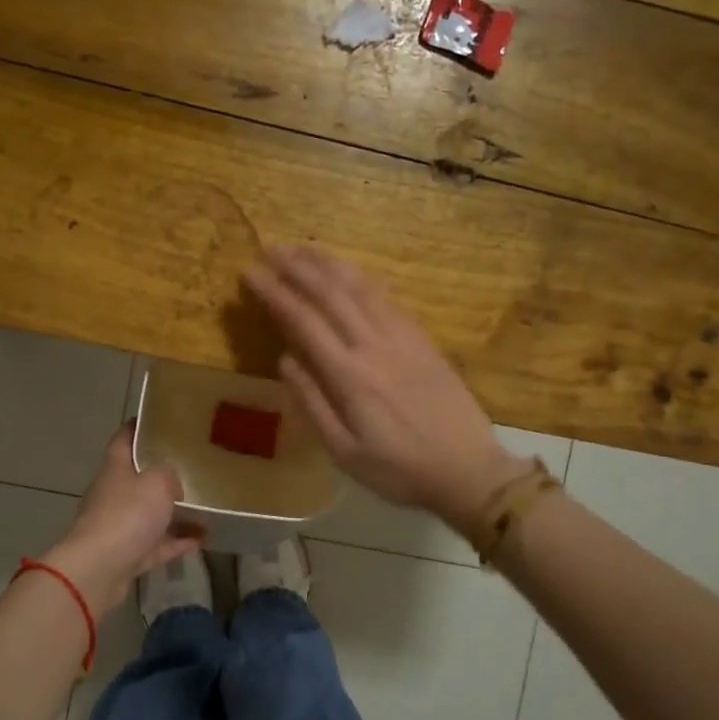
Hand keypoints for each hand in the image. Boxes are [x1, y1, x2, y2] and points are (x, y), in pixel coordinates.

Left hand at [42, 425, 202, 612]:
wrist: (99, 569)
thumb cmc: (127, 515)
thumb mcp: (157, 481)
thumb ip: (169, 474)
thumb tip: (172, 481)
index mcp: (116, 469)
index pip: (124, 439)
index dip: (138, 427)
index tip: (157, 420)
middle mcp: (114, 494)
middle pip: (138, 478)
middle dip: (162, 473)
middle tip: (193, 465)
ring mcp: (119, 526)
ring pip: (150, 514)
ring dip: (175, 513)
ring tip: (205, 507)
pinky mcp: (127, 555)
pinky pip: (157, 545)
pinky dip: (176, 541)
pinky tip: (201, 539)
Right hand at [244, 247, 527, 534]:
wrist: (468, 470)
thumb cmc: (399, 470)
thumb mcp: (345, 453)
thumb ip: (313, 404)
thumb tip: (285, 360)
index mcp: (350, 376)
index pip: (303, 321)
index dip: (274, 293)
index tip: (250, 273)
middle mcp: (375, 346)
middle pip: (331, 293)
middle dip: (297, 267)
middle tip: (270, 249)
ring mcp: (403, 337)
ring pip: (361, 287)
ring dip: (329, 264)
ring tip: (303, 249)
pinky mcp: (422, 339)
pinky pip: (386, 297)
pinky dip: (361, 278)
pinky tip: (349, 272)